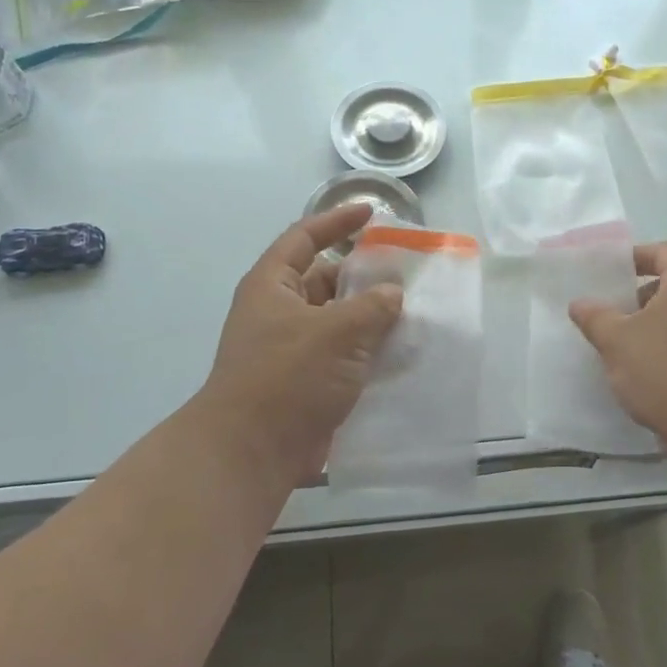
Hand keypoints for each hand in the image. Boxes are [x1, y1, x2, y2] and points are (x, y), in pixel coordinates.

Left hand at [195, 204, 404, 487]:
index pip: (305, 238)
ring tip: (414, 312)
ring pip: (338, 320)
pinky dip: (368, 351)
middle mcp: (280, 312)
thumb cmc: (288, 377)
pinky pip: (343, 355)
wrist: (252, 452)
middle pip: (326, 280)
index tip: (371, 214)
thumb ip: (372, 306)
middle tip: (406, 274)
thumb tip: (391, 294)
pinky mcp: (307, 382)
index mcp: (273, 286)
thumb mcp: (336, 332)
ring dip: (371, 317)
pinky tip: (402, 352)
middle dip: (363, 276)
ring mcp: (293, 349)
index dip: (336, 221)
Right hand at [569, 242, 666, 455]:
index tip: (613, 272)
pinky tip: (644, 372)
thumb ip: (595, 317)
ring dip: (652, 325)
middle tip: (612, 312)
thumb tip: (580, 303)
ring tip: (623, 346)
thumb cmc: (666, 370)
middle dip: (640, 296)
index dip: (639, 255)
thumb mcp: (617, 340)